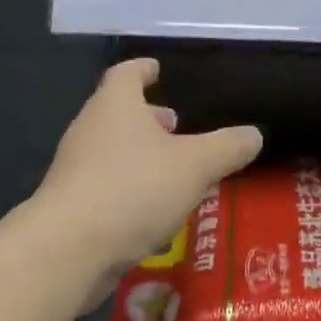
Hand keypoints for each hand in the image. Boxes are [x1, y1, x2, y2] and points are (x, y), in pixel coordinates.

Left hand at [33, 58, 261, 288]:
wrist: (67, 250)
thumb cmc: (134, 189)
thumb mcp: (195, 166)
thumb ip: (227, 148)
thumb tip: (253, 135)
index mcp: (116, 106)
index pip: (127, 74)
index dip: (143, 69)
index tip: (156, 69)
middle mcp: (90, 129)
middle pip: (118, 111)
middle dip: (147, 116)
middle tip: (175, 124)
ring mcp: (74, 169)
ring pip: (111, 149)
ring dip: (139, 153)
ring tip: (171, 168)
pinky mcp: (70, 206)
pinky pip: (104, 184)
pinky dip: (128, 186)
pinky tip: (150, 208)